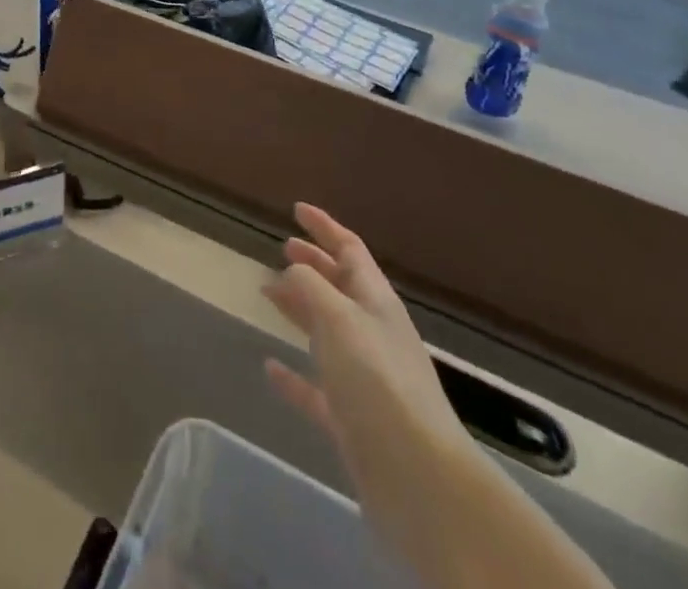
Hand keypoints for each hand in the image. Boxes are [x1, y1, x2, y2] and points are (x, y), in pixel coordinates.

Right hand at [262, 203, 469, 506]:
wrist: (418, 478)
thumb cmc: (378, 381)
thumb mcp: (339, 318)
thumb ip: (311, 286)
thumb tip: (292, 270)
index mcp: (375, 301)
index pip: (349, 249)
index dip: (324, 226)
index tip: (297, 209)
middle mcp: (372, 333)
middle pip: (340, 287)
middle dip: (313, 264)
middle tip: (282, 249)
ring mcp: (364, 377)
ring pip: (327, 331)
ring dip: (300, 308)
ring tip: (269, 293)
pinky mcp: (352, 419)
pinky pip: (316, 386)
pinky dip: (294, 374)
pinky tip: (270, 367)